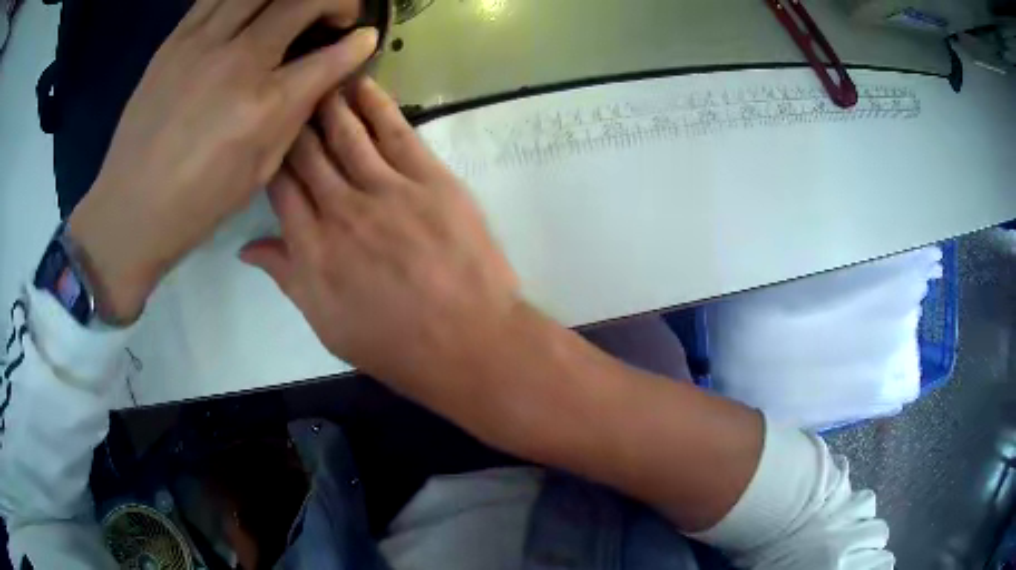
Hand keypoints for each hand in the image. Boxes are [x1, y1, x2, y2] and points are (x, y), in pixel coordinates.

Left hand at [67, 0, 378, 322]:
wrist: (128, 210)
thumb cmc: (195, 205)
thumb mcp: (258, 171)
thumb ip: (293, 115)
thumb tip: (319, 76)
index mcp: (263, 107)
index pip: (330, 56)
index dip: (359, 43)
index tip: (366, 38)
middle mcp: (237, 62)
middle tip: (335, 15)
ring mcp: (201, 44)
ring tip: (293, 6)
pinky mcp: (174, 40)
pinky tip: (251, 10)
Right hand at [240, 78, 518, 391]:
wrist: (468, 342)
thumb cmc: (395, 345)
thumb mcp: (327, 324)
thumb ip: (286, 278)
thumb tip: (246, 248)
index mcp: (312, 249)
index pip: (280, 188)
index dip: (272, 159)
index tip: (269, 138)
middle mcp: (341, 210)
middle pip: (308, 154)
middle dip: (296, 123)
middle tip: (290, 96)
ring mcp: (386, 190)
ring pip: (347, 134)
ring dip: (330, 105)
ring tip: (320, 81)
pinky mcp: (429, 179)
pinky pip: (396, 132)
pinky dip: (376, 105)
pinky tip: (361, 85)